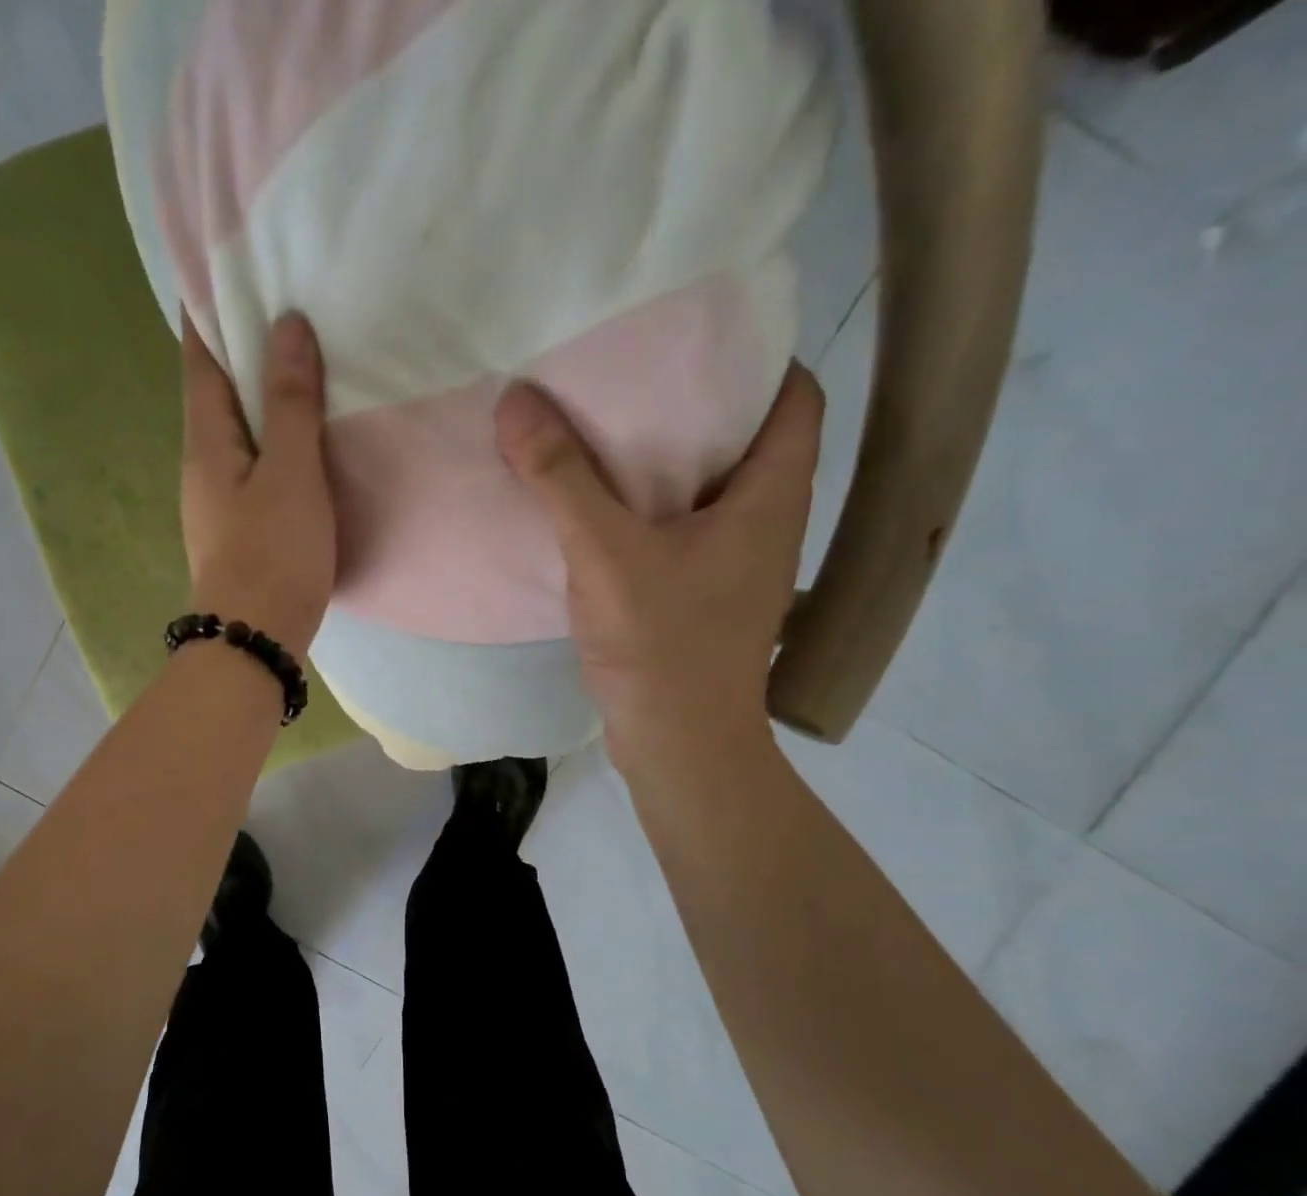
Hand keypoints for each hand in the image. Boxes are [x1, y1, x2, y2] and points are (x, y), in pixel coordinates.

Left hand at [180, 312, 335, 660]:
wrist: (255, 641)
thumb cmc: (272, 554)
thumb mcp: (290, 473)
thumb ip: (290, 403)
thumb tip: (287, 324)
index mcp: (205, 441)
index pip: (200, 357)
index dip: (209, 309)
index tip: (229, 265)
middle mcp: (203, 465)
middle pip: (216, 392)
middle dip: (240, 347)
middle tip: (281, 303)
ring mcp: (219, 500)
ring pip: (238, 431)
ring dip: (261, 395)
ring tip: (301, 362)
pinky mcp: (242, 528)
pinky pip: (256, 465)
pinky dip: (275, 439)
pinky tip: (304, 438)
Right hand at [495, 364, 823, 772]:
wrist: (677, 743)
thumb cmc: (660, 643)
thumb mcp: (605, 551)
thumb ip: (562, 477)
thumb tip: (516, 399)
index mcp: (771, 496)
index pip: (794, 396)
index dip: (757, 358)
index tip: (696, 337)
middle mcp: (768, 524)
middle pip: (749, 440)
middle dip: (698, 405)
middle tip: (636, 376)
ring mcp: (739, 567)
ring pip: (713, 491)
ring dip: (670, 462)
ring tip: (610, 431)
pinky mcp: (706, 599)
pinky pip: (686, 532)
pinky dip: (652, 511)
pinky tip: (602, 509)